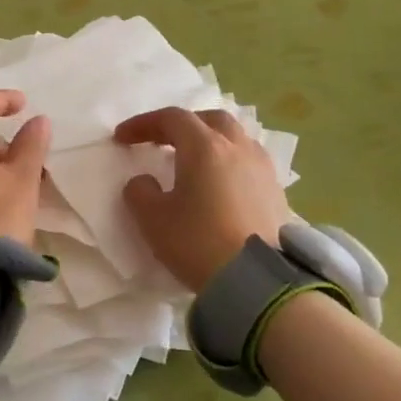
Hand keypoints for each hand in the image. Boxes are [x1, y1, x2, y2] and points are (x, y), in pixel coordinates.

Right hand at [114, 107, 291, 291]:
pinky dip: (230, 163)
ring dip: (211, 142)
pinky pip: (250, 162)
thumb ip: (140, 192)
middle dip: (183, 125)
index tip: (122, 138)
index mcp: (204, 147)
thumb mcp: (153, 219)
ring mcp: (262, 169)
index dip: (144, 124)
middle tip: (162, 141)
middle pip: (209, 120)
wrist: (257, 282)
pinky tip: (221, 186)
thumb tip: (144, 182)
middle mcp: (237, 148)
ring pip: (235, 139)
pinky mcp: (277, 192)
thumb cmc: (198, 242)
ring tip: (195, 162)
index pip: (172, 118)